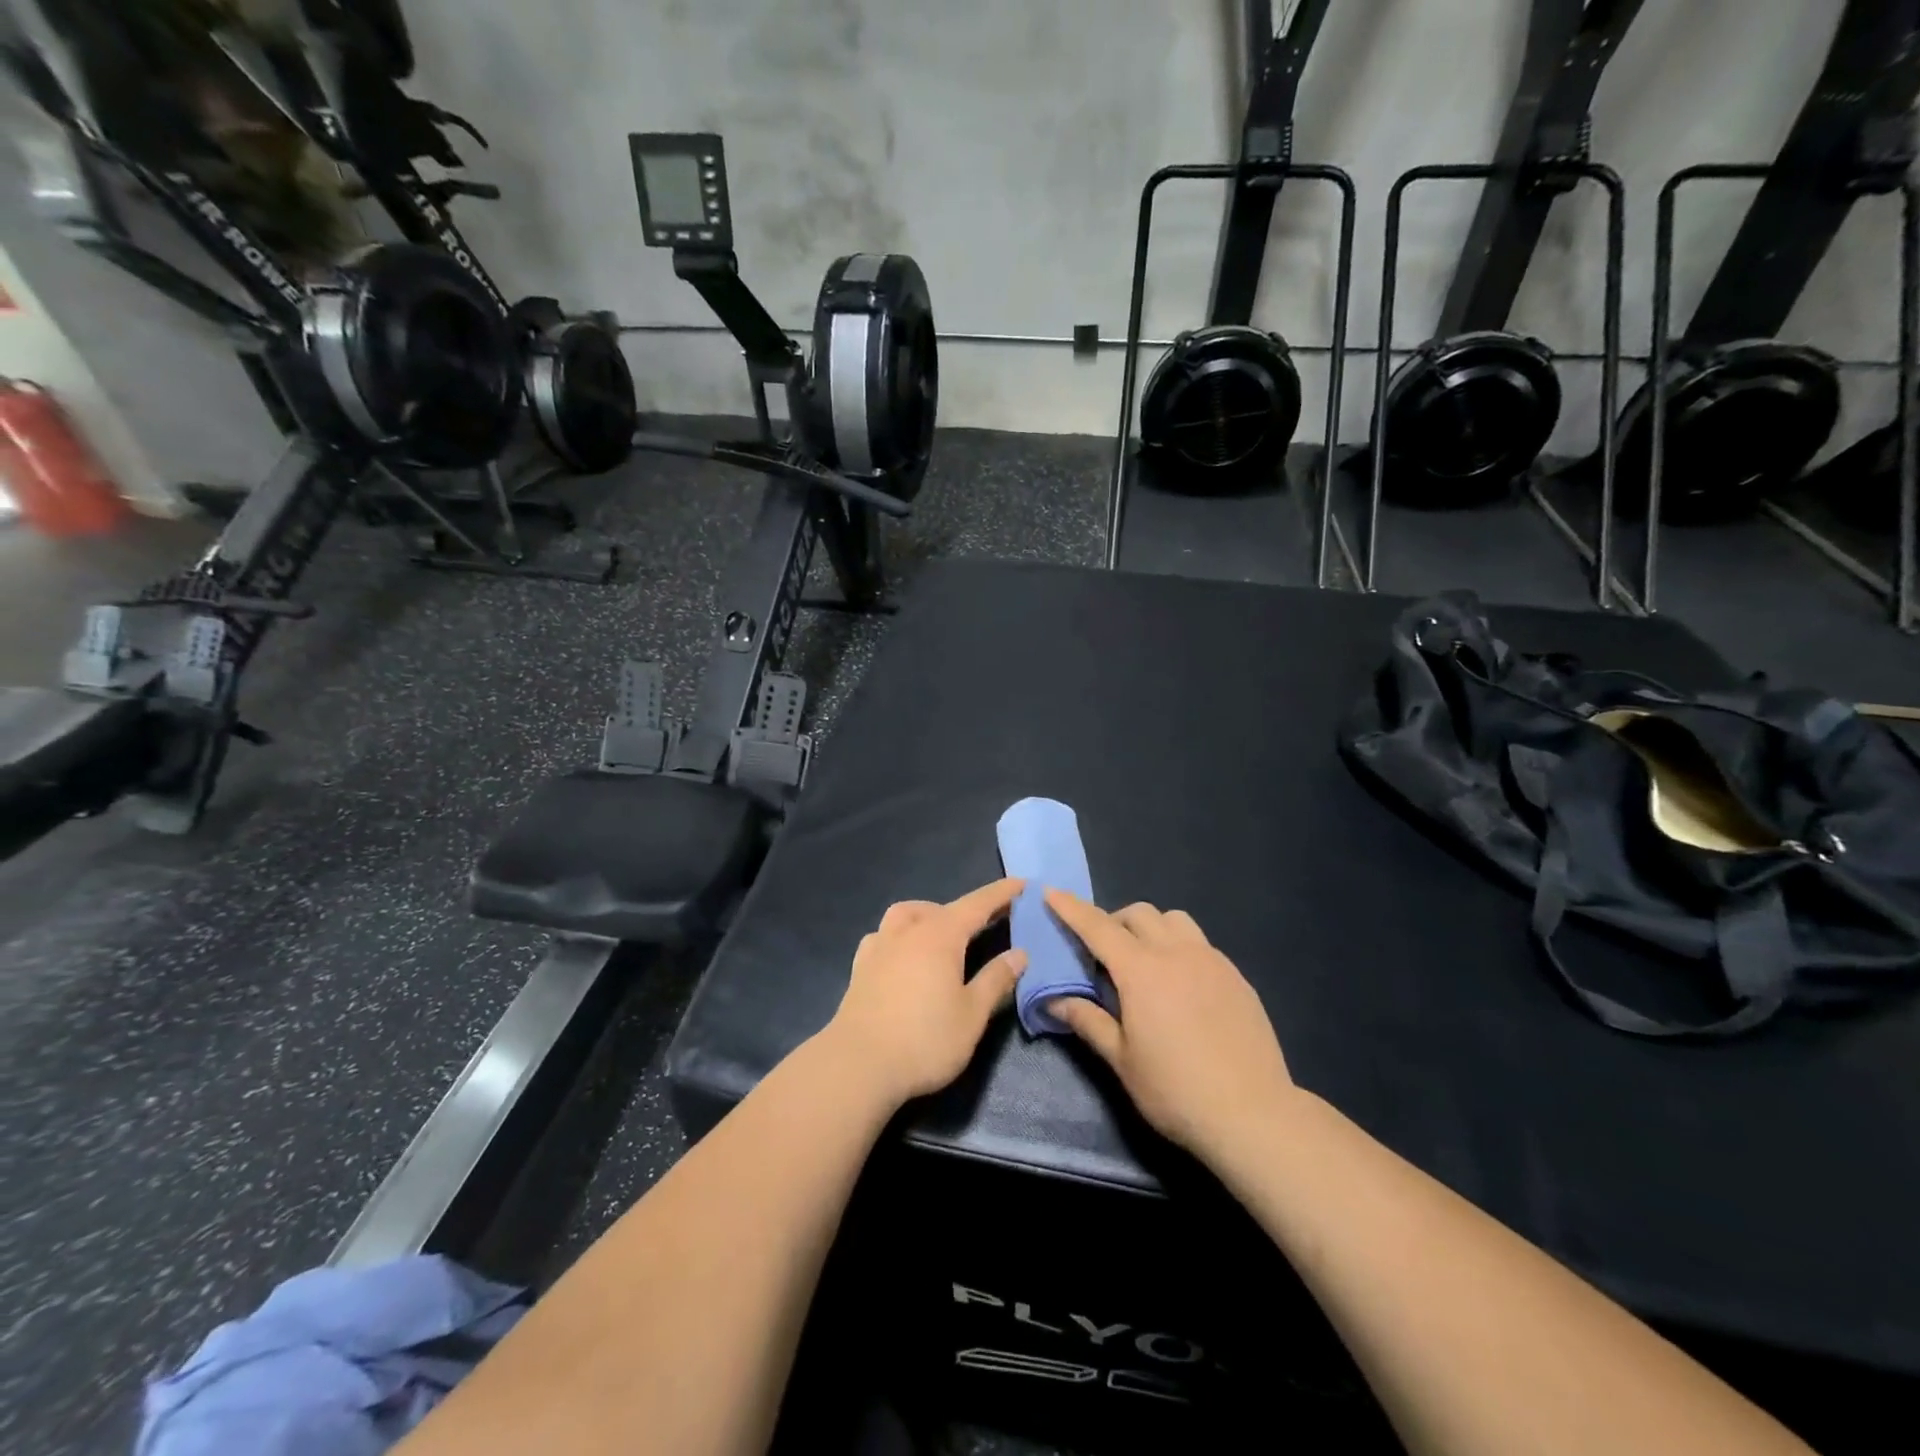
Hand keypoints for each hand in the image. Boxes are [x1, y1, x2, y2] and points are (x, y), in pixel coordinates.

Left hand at [826, 878, 1028, 1105]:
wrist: (858, 1065)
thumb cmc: (925, 1040)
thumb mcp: (972, 1014)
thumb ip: (996, 980)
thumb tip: (1019, 954)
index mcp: (940, 936)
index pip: (977, 905)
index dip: (1001, 894)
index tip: (1022, 883)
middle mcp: (908, 931)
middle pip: (941, 908)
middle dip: (967, 909)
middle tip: (988, 920)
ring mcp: (879, 946)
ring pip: (906, 914)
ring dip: (929, 915)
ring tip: (943, 932)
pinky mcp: (860, 967)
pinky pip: (883, 935)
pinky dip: (900, 935)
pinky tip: (903, 954)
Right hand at [1043, 890, 1294, 1161]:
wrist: (1254, 1115)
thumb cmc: (1176, 1091)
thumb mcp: (1122, 1060)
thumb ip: (1088, 1021)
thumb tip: (1054, 1000)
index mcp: (1141, 971)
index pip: (1098, 928)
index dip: (1072, 908)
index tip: (1051, 892)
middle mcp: (1176, 953)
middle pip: (1138, 914)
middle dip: (1113, 921)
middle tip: (1102, 953)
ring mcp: (1212, 961)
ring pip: (1174, 920)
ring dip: (1150, 927)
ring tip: (1144, 960)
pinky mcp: (1236, 976)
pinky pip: (1200, 943)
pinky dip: (1179, 947)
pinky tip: (1181, 983)